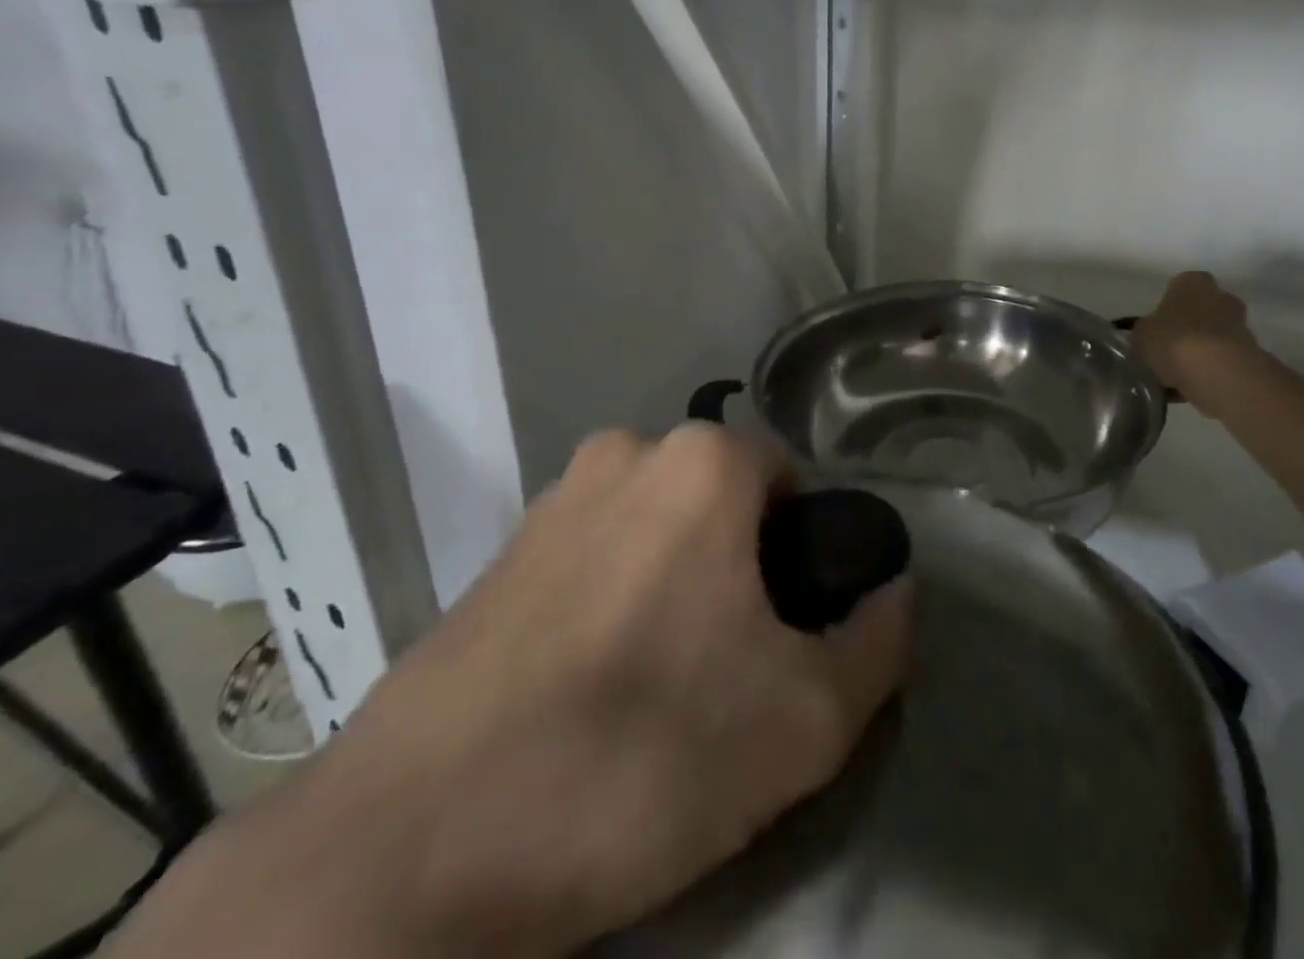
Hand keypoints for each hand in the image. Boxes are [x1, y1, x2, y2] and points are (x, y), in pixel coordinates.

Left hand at [112, 425, 910, 958]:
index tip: (789, 640)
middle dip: (745, 573)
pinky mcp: (498, 552)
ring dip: (680, 589)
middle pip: (726, 506)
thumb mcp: (805, 719)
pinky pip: (596, 558)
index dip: (806, 562)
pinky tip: (591, 690)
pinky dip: (616, 602)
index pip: (793, 486)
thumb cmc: (638, 757)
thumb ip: (879, 642)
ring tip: (660, 690)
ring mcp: (552, 497)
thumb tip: (895, 592)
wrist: (408, 852)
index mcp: (701, 461)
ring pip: (660, 531)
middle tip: (731, 674)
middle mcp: (626, 450)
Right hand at [1130, 271, 1261, 415]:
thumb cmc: (1174, 341)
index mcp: (1192, 282)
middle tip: (1167, 349)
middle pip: (1200, 311)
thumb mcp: (1141, 333)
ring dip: (1199, 352)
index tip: (1157, 327)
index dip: (1166, 307)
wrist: (1219, 373)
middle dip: (1187, 328)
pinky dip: (1208, 371)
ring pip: (1212, 337)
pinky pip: (1221, 361)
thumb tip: (1149, 335)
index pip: (1178, 286)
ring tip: (1176, 375)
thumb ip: (1145, 330)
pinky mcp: (1250, 354)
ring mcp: (1240, 325)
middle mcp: (1220, 296)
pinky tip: (1189, 389)